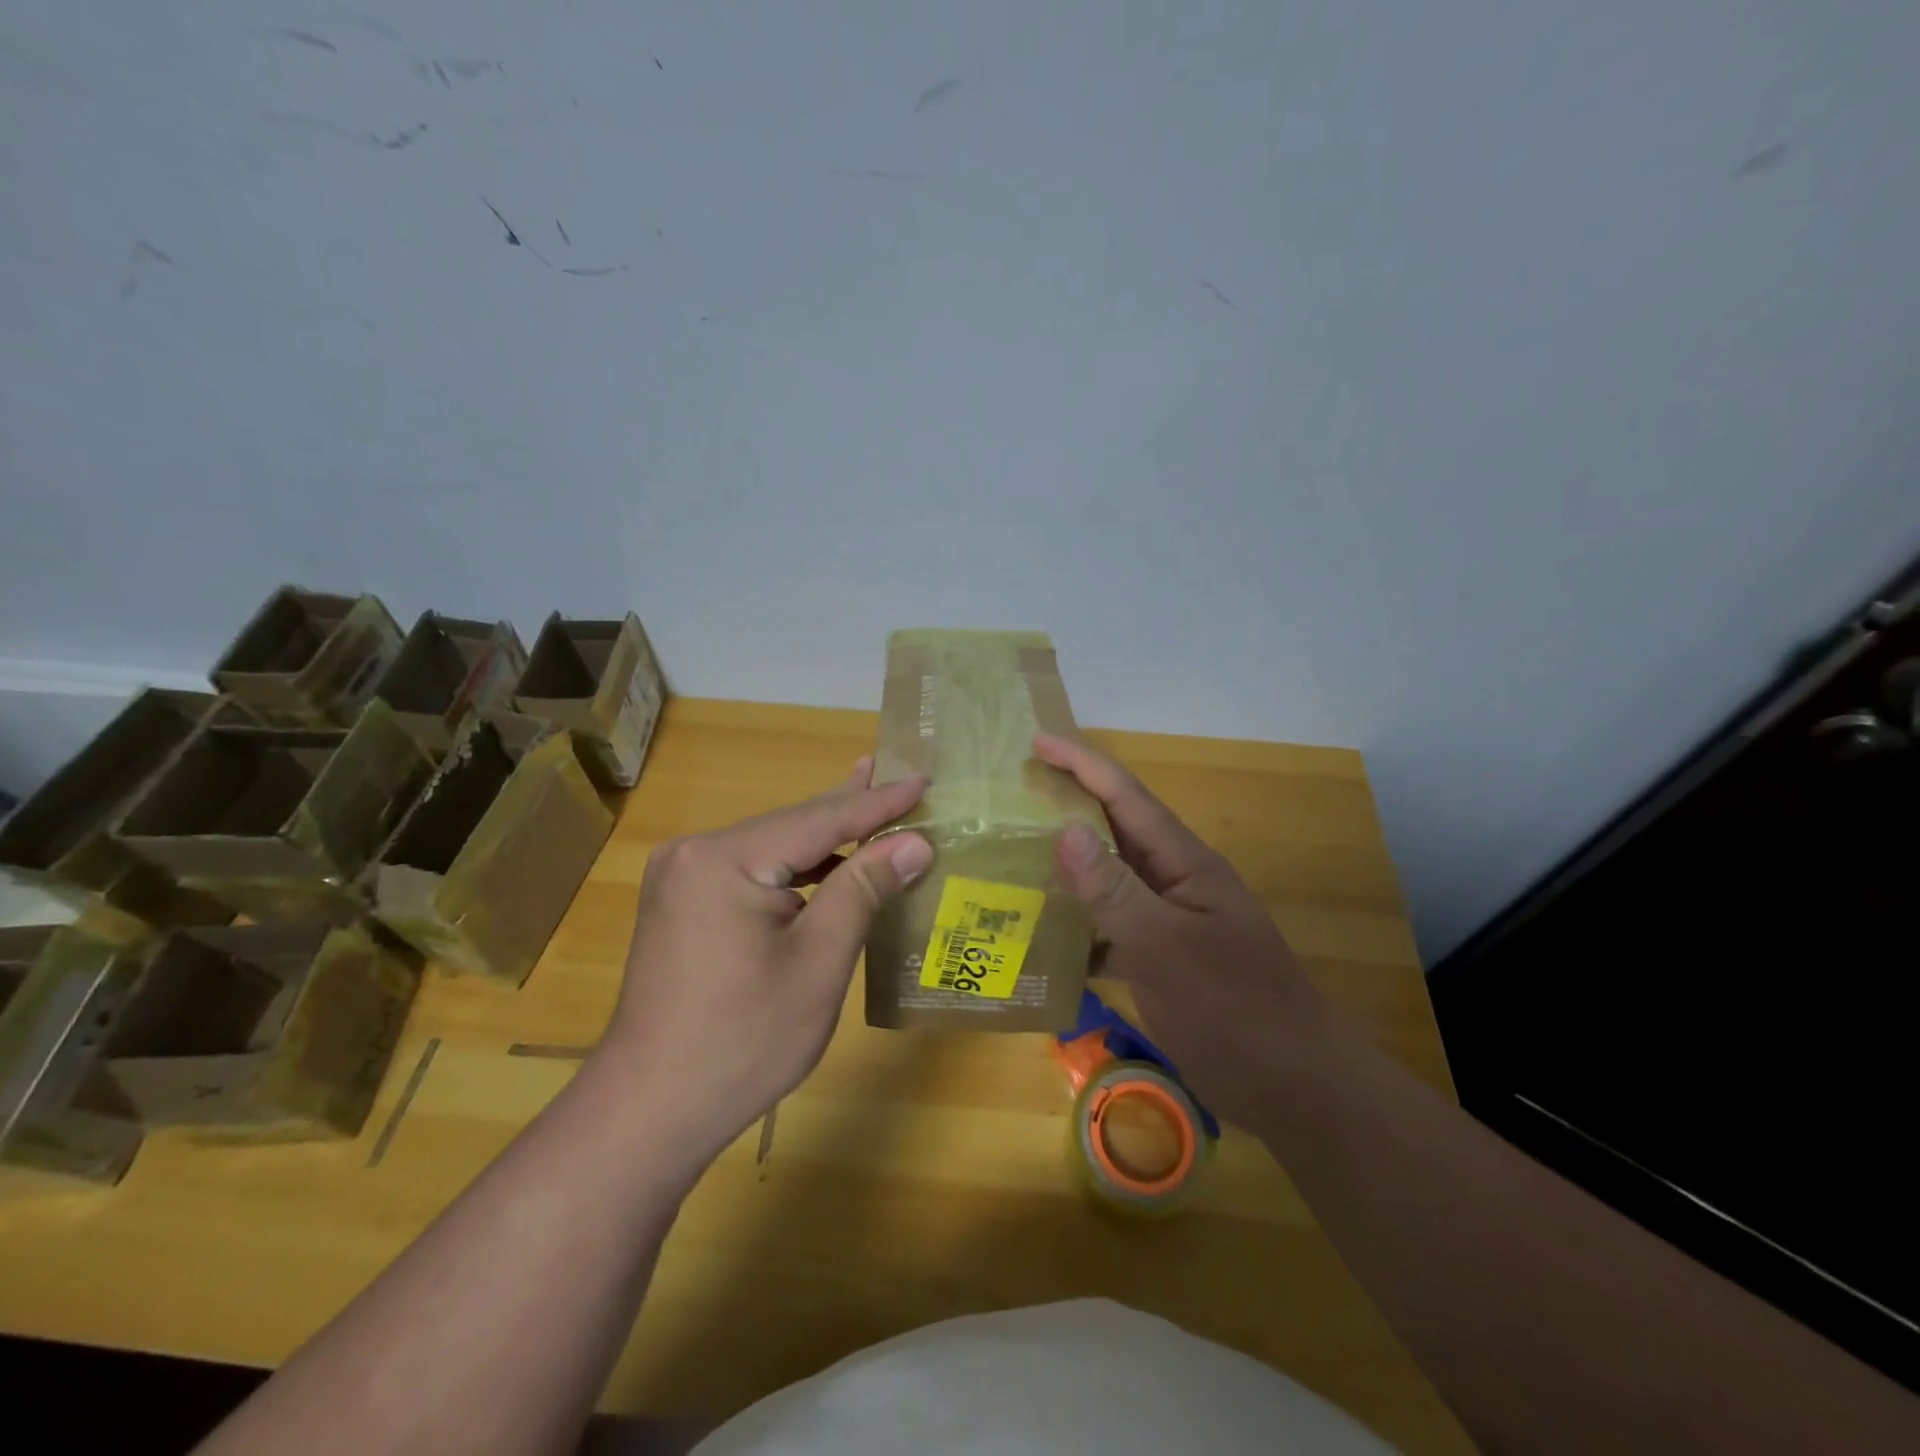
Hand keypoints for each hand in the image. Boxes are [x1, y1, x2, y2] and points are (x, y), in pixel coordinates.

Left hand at [595, 759, 932, 1165]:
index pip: (819, 819)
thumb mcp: (819, 960)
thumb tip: (915, 842)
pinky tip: (827, 862)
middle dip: (851, 808)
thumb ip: (864, 888)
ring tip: (873, 804)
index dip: (878, 803)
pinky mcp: (683, 902)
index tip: (923, 779)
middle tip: (898, 772)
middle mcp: (696, 852)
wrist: (653, 1110)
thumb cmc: (745, 1039)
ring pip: (774, 847)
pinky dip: (796, 868)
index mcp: (723, 858)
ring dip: (826, 838)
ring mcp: (683, 876)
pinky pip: (753, 870)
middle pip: (792, 825)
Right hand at [1033, 733, 1338, 1132]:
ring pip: (1106, 880)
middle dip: (1065, 805)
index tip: (1035, 741)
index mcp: (1183, 863)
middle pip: (1112, 830)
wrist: (1296, 1089)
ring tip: (1009, 857)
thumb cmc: (1238, 1011)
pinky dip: (1075, 926)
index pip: (1125, 797)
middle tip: (1009, 794)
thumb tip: (1063, 829)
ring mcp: (1166, 923)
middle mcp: (1172, 882)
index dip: (1081, 764)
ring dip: (1064, 866)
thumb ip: (1116, 891)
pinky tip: (1037, 937)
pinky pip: (1106, 928)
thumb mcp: (1170, 949)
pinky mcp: (1158, 961)